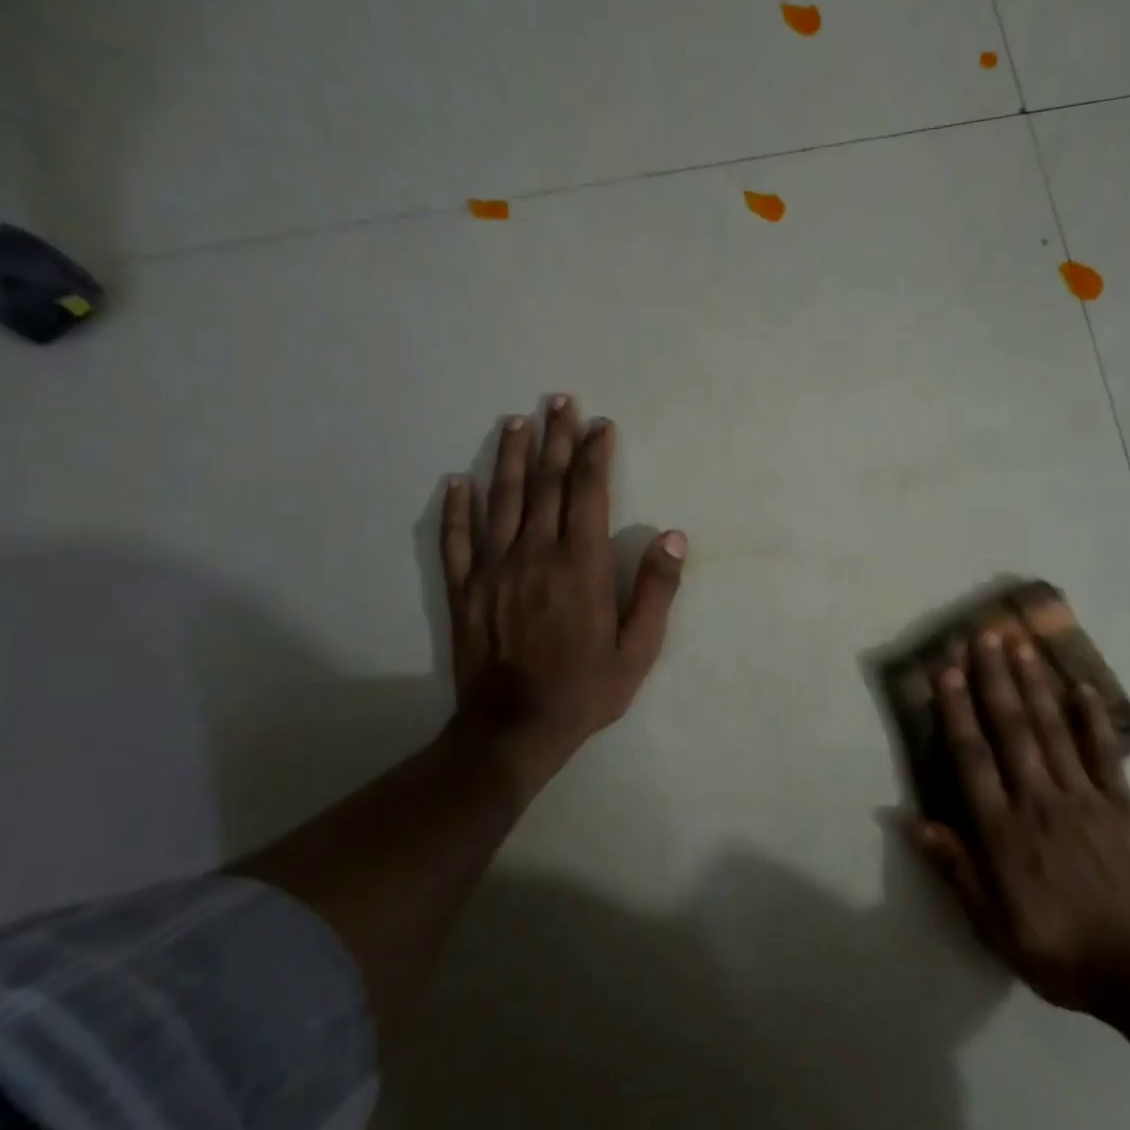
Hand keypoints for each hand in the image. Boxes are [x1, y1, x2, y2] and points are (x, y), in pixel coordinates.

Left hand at [440, 395, 684, 790]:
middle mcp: (534, 555)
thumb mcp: (639, 649)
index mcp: (580, 566)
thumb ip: (656, 591)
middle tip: (558, 401)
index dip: (594, 455)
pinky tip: (458, 481)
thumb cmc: (587, 689)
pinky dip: (456, 507)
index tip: (600, 425)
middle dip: (555, 439)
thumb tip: (673, 538)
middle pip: (545, 485)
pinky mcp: (464, 589)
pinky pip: (456, 539)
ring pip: (501, 500)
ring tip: (516, 422)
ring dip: (510, 457)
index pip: (587, 494)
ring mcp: (493, 569)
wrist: (515, 728)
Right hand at [909, 630, 1129, 1014]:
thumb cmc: (1059, 951)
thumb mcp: (992, 925)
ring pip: (1053, 730)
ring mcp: (1084, 798)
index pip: (972, 758)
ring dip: (1034, 685)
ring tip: (1021, 645)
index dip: (958, 711)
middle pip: (1012, 730)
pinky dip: (1093, 717)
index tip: (948, 672)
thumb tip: (913, 821)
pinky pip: (1105, 752)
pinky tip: (1082, 686)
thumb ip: (955, 869)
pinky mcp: (1121, 804)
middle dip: (995, 680)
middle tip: (984, 636)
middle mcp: (1038, 802)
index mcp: (1003, 833)